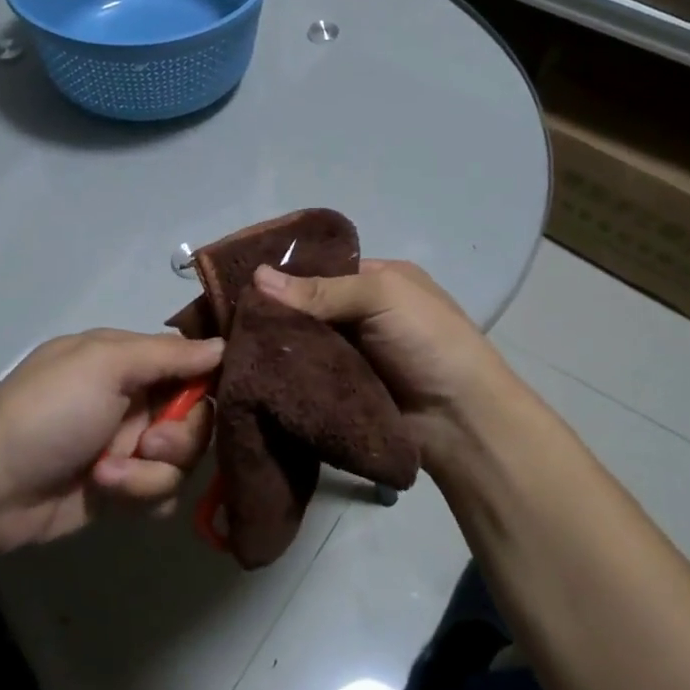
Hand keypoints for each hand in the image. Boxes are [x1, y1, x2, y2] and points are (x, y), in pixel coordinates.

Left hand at [0, 329, 223, 551]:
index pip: (192, 364)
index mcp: (129, 361)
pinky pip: (162, 493)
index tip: (219, 395)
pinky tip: (107, 494)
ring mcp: (128, 447)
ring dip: (150, 472)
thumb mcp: (105, 365)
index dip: (209, 381)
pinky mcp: (123, 490)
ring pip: (182, 461)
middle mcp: (134, 401)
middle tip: (147, 443)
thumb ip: (168, 355)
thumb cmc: (48, 411)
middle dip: (179, 436)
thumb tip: (224, 345)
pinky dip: (140, 495)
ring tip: (108, 475)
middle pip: (197, 417)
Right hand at [252, 260, 519, 471]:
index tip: (241, 283)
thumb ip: (322, 289)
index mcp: (377, 280)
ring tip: (230, 347)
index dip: (285, 276)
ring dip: (276, 347)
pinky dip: (285, 374)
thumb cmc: (429, 341)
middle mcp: (362, 314)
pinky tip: (251, 372)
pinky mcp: (343, 390)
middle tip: (229, 320)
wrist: (460, 419)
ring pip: (303, 344)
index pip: (321, 270)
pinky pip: (307, 376)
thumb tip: (257, 276)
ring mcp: (353, 354)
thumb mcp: (382, 296)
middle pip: (307, 308)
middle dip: (274, 314)